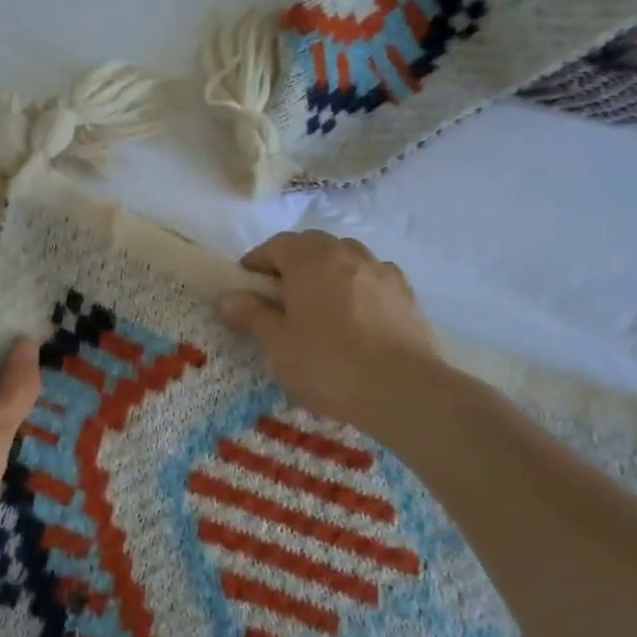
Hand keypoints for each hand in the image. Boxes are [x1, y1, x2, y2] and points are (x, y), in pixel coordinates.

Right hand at [221, 231, 442, 430]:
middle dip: (292, 264)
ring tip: (318, 305)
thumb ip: (252, 315)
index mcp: (310, 259)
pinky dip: (357, 288)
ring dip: (327, 273)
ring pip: (346, 259)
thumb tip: (229, 297)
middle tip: (279, 296)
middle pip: (312, 247)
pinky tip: (355, 317)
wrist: (404, 391)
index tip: (245, 284)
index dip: (257, 261)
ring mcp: (382, 271)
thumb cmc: (328, 363)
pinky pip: (372, 280)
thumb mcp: (277, 344)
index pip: (276, 245)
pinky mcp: (406, 295)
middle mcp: (347, 254)